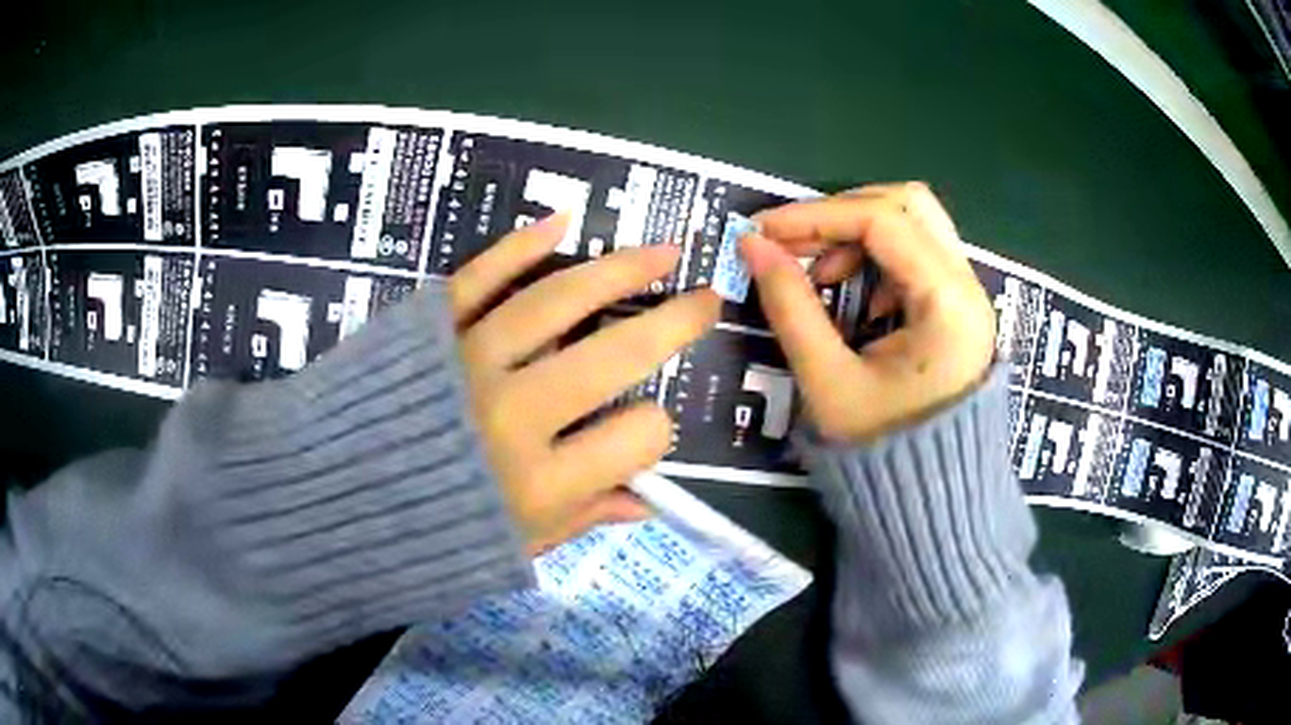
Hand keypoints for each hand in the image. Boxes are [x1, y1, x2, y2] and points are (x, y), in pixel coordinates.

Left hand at [449, 214, 720, 553]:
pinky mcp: (428, 329)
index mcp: (539, 483)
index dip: (653, 431)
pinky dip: (518, 247)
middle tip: (706, 299)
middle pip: (613, 356)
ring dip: (618, 270)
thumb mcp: (510, 548)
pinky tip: (562, 223)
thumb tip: (642, 502)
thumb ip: (580, 518)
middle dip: (672, 324)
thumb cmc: (422, 536)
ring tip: (662, 251)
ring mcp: (466, 361)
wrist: (328, 504)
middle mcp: (510, 415)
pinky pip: (479, 277)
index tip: (643, 430)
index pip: (639, 436)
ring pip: (557, 301)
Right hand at [740, 183, 994, 442]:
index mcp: (948, 305)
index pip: (882, 221)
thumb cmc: (881, 451)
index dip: (815, 216)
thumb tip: (752, 245)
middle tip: (795, 245)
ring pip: (915, 221)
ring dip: (860, 232)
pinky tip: (856, 296)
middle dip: (841, 214)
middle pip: (906, 204)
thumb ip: (789, 305)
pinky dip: (878, 255)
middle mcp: (968, 287)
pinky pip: (919, 252)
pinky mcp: (957, 305)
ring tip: (823, 276)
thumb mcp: (827, 380)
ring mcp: (968, 294)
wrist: (929, 498)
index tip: (763, 231)